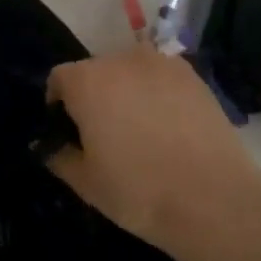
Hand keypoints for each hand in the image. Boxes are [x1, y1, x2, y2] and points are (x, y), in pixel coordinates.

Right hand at [46, 47, 260, 255]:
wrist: (213, 200)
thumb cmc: (137, 190)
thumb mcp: (84, 182)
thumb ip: (58, 155)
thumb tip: (48, 145)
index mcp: (87, 81)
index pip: (59, 78)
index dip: (58, 104)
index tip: (68, 132)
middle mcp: (122, 60)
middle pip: (95, 71)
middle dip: (93, 95)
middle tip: (103, 134)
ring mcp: (163, 65)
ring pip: (130, 72)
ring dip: (126, 92)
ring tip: (139, 129)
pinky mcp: (195, 77)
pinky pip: (162, 78)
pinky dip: (157, 94)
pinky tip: (168, 128)